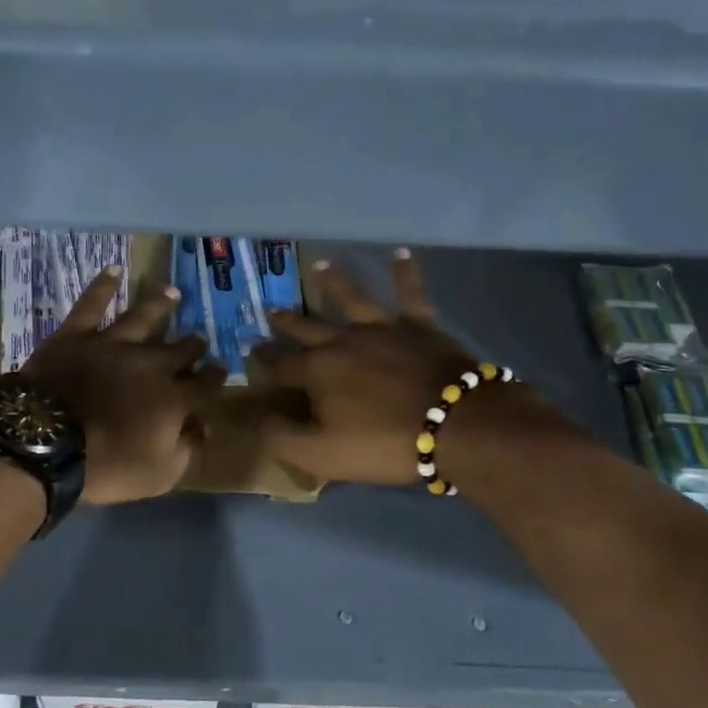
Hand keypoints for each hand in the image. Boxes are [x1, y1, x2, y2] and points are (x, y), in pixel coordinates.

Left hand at [21, 266, 224, 504]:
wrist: (46, 443)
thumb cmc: (106, 465)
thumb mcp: (159, 474)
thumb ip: (187, 450)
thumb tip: (202, 428)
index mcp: (173, 398)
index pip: (204, 386)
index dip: (215, 378)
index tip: (222, 371)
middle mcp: (150, 364)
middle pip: (179, 350)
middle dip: (193, 344)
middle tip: (201, 338)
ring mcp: (112, 344)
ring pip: (144, 318)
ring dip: (160, 305)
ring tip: (173, 292)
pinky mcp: (76, 335)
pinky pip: (91, 304)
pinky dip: (103, 286)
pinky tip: (114, 269)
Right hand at [258, 250, 568, 486]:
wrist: (456, 425)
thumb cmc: (383, 443)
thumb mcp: (320, 454)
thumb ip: (282, 436)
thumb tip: (258, 417)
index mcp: (317, 370)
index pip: (281, 365)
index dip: (264, 362)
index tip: (251, 354)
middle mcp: (344, 340)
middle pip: (308, 327)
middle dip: (287, 321)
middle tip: (270, 310)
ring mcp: (383, 328)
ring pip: (353, 298)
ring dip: (335, 282)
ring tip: (321, 265)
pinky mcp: (420, 326)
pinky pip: (411, 293)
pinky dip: (406, 273)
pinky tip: (402, 253)